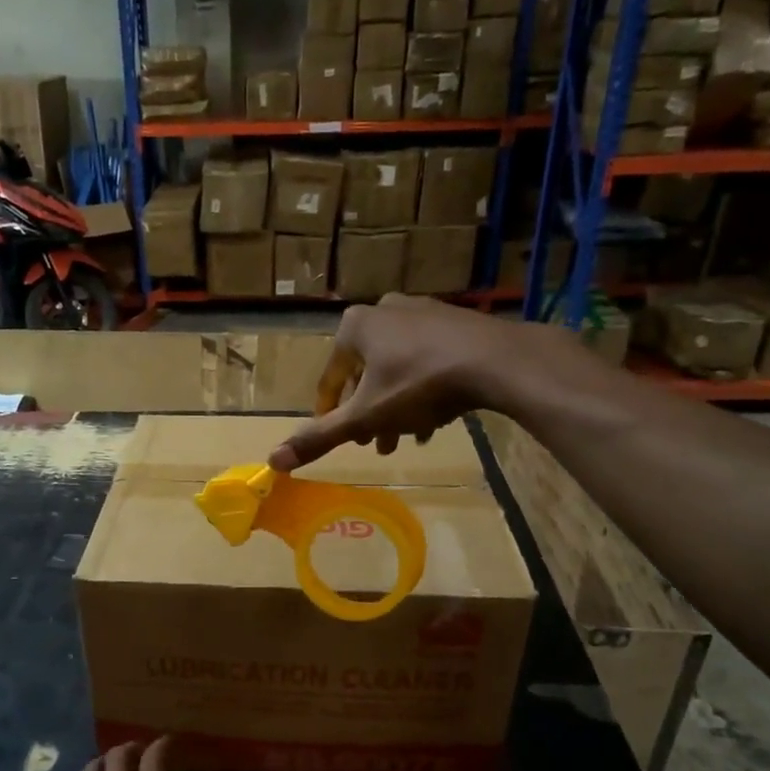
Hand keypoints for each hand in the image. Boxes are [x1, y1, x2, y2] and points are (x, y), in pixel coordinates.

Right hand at [270, 294, 561, 471]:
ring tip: (405, 439)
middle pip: (365, 374)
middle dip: (368, 414)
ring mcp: (422, 311)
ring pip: (396, 370)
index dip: (330, 414)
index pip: (330, 378)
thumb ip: (320, 437)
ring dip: (395, 407)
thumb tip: (272, 460)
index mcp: (355, 327)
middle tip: (376, 445)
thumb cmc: (420, 385)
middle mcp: (384, 310)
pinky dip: (422, 391)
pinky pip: (426, 360)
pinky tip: (433, 422)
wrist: (496, 361)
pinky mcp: (454, 321)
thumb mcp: (365, 417)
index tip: (340, 438)